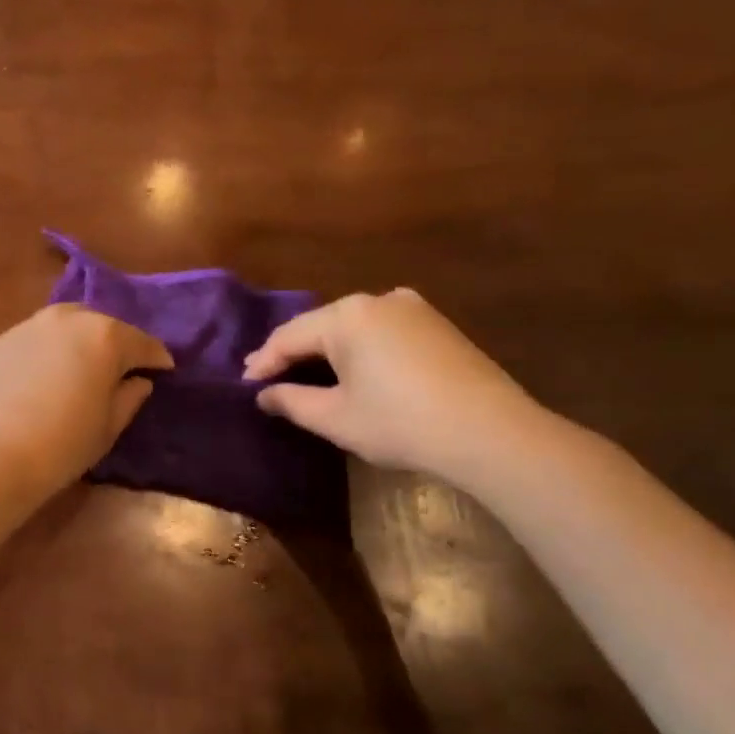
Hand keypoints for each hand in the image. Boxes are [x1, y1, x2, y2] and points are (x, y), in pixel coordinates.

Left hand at [0, 305, 172, 501]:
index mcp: (106, 337)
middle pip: (102, 325)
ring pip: (64, 325)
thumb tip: (138, 381)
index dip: (156, 358)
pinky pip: (33, 341)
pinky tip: (43, 376)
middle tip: (120, 368)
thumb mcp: (108, 427)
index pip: (142, 343)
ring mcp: (28, 327)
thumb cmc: (62, 445)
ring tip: (80, 366)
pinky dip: (46, 352)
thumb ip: (129, 397)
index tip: (164, 369)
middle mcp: (68, 320)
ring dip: (78, 341)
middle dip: (115, 343)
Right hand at [242, 289, 546, 486]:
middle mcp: (378, 300)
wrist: (489, 433)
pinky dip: (357, 350)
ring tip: (302, 374)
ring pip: (351, 327)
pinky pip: (380, 332)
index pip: (289, 336)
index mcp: (347, 316)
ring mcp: (413, 309)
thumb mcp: (334, 417)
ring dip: (324, 350)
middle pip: (319, 326)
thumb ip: (290, 401)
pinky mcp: (436, 326)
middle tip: (266, 378)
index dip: (263, 363)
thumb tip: (263, 394)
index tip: (245, 386)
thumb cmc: (399, 423)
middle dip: (292, 353)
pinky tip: (350, 369)